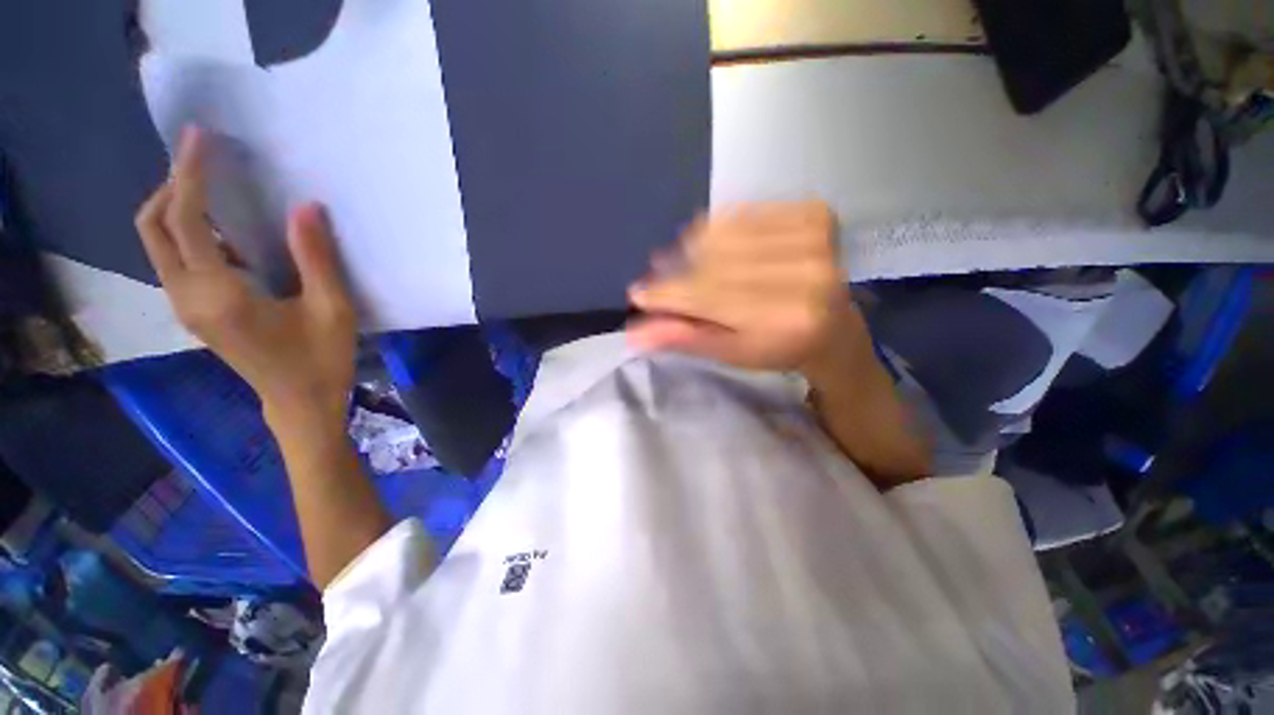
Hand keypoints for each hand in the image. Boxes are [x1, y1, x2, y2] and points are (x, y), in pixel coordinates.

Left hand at [135, 127, 356, 427]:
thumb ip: (315, 257)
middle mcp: (187, 296)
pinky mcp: (193, 312)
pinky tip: (219, 230)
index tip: (199, 138)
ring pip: (156, 243)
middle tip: (203, 161)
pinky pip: (173, 260)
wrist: (300, 403)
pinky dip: (184, 232)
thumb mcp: (332, 309)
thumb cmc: (322, 359)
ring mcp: (185, 306)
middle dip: (172, 185)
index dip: (190, 175)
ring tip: (211, 187)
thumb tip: (306, 206)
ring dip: (175, 207)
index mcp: (219, 294)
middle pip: (153, 227)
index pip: (187, 221)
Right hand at [627, 201, 866, 379]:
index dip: (668, 295)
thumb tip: (633, 334)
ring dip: (693, 249)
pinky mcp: (814, 213)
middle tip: (658, 279)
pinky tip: (713, 246)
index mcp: (787, 319)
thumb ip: (685, 338)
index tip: (637, 295)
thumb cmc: (777, 347)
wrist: (832, 325)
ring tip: (681, 262)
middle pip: (714, 264)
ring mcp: (814, 237)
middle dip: (677, 273)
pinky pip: (743, 213)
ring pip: (724, 235)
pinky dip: (718, 229)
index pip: (710, 298)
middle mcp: (806, 274)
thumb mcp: (730, 353)